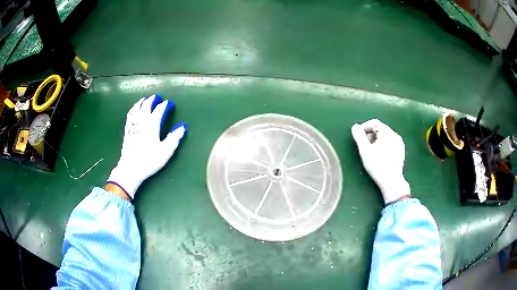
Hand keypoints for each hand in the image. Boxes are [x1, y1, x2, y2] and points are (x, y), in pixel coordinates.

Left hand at [107, 95, 186, 198]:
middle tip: (157, 97)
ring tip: (145, 99)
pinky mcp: (127, 130)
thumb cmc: (149, 160)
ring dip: (142, 102)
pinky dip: (133, 109)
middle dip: (152, 99)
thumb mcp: (165, 151)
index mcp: (152, 124)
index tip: (169, 104)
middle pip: (147, 105)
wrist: (130, 168)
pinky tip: (134, 109)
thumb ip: (174, 138)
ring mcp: (133, 124)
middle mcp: (142, 121)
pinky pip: (130, 115)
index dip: (165, 105)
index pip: (159, 109)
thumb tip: (182, 126)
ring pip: (137, 108)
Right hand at [351, 119, 409, 203]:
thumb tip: (355, 126)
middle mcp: (395, 134)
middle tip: (364, 145)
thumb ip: (359, 137)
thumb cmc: (377, 165)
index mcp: (387, 132)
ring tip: (371, 151)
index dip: (364, 127)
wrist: (391, 181)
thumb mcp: (365, 151)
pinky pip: (390, 142)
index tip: (359, 137)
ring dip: (377, 140)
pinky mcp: (401, 151)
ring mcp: (399, 143)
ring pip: (385, 136)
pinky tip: (380, 155)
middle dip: (370, 134)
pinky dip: (384, 144)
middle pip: (380, 128)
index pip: (374, 122)